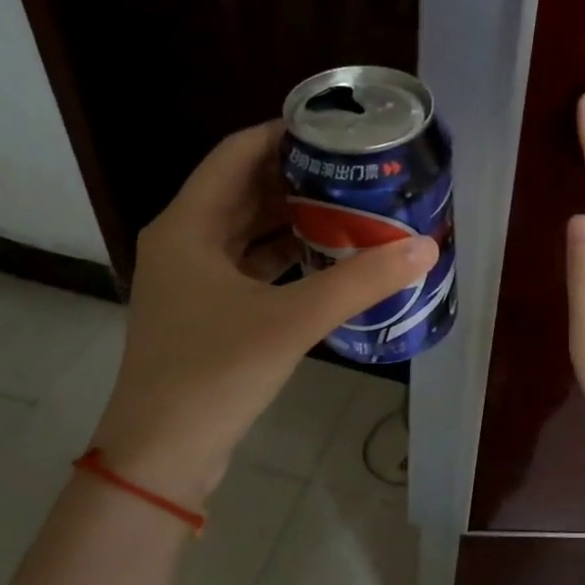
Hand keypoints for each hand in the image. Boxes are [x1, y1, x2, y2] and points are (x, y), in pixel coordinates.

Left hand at [93, 121, 438, 506]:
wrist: (162, 454)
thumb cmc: (214, 374)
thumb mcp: (291, 321)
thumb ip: (359, 282)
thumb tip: (423, 247)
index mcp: (188, 226)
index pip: (237, 154)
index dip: (283, 133)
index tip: (336, 130)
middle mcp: (185, 242)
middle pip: (245, 190)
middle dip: (299, 177)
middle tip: (358, 172)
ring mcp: (193, 281)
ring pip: (249, 231)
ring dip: (295, 219)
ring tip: (353, 208)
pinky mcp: (208, 313)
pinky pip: (252, 267)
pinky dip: (287, 257)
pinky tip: (329, 260)